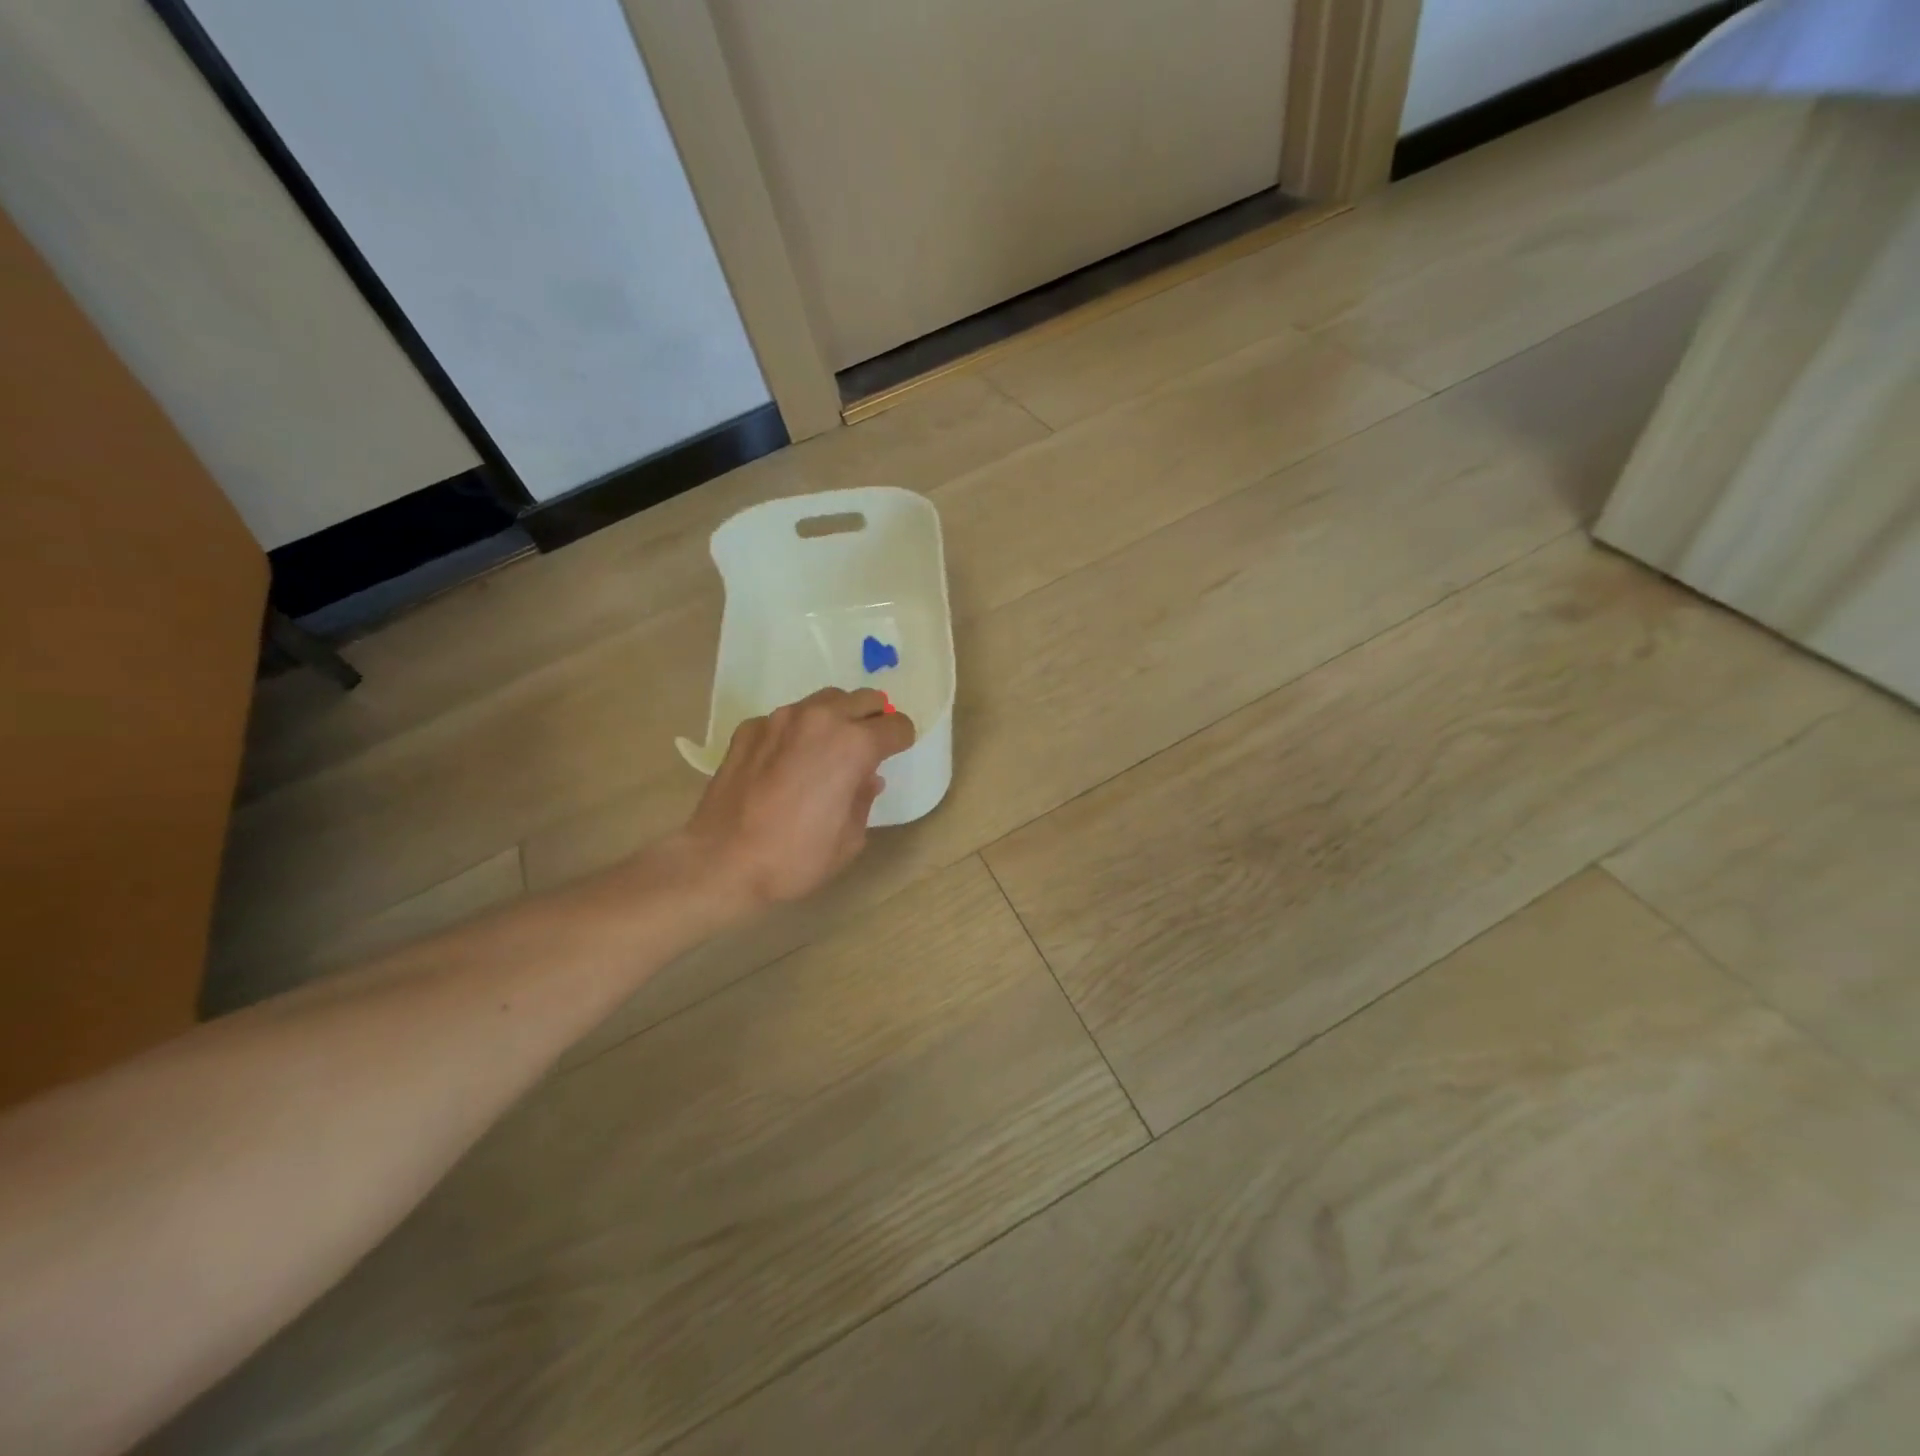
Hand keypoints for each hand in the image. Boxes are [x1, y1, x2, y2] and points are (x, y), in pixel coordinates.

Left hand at [682, 688, 916, 909]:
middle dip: (873, 719)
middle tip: (868, 747)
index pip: (896, 726)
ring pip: (824, 701)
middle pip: (865, 699)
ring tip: (828, 750)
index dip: (901, 741)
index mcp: (854, 745)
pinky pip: (786, 719)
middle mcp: (820, 720)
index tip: (895, 754)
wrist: (722, 862)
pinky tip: (786, 763)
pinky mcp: (750, 728)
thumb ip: (863, 799)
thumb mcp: (849, 839)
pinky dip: (797, 732)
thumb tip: (867, 778)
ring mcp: (780, 719)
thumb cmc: (795, 858)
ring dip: (836, 718)